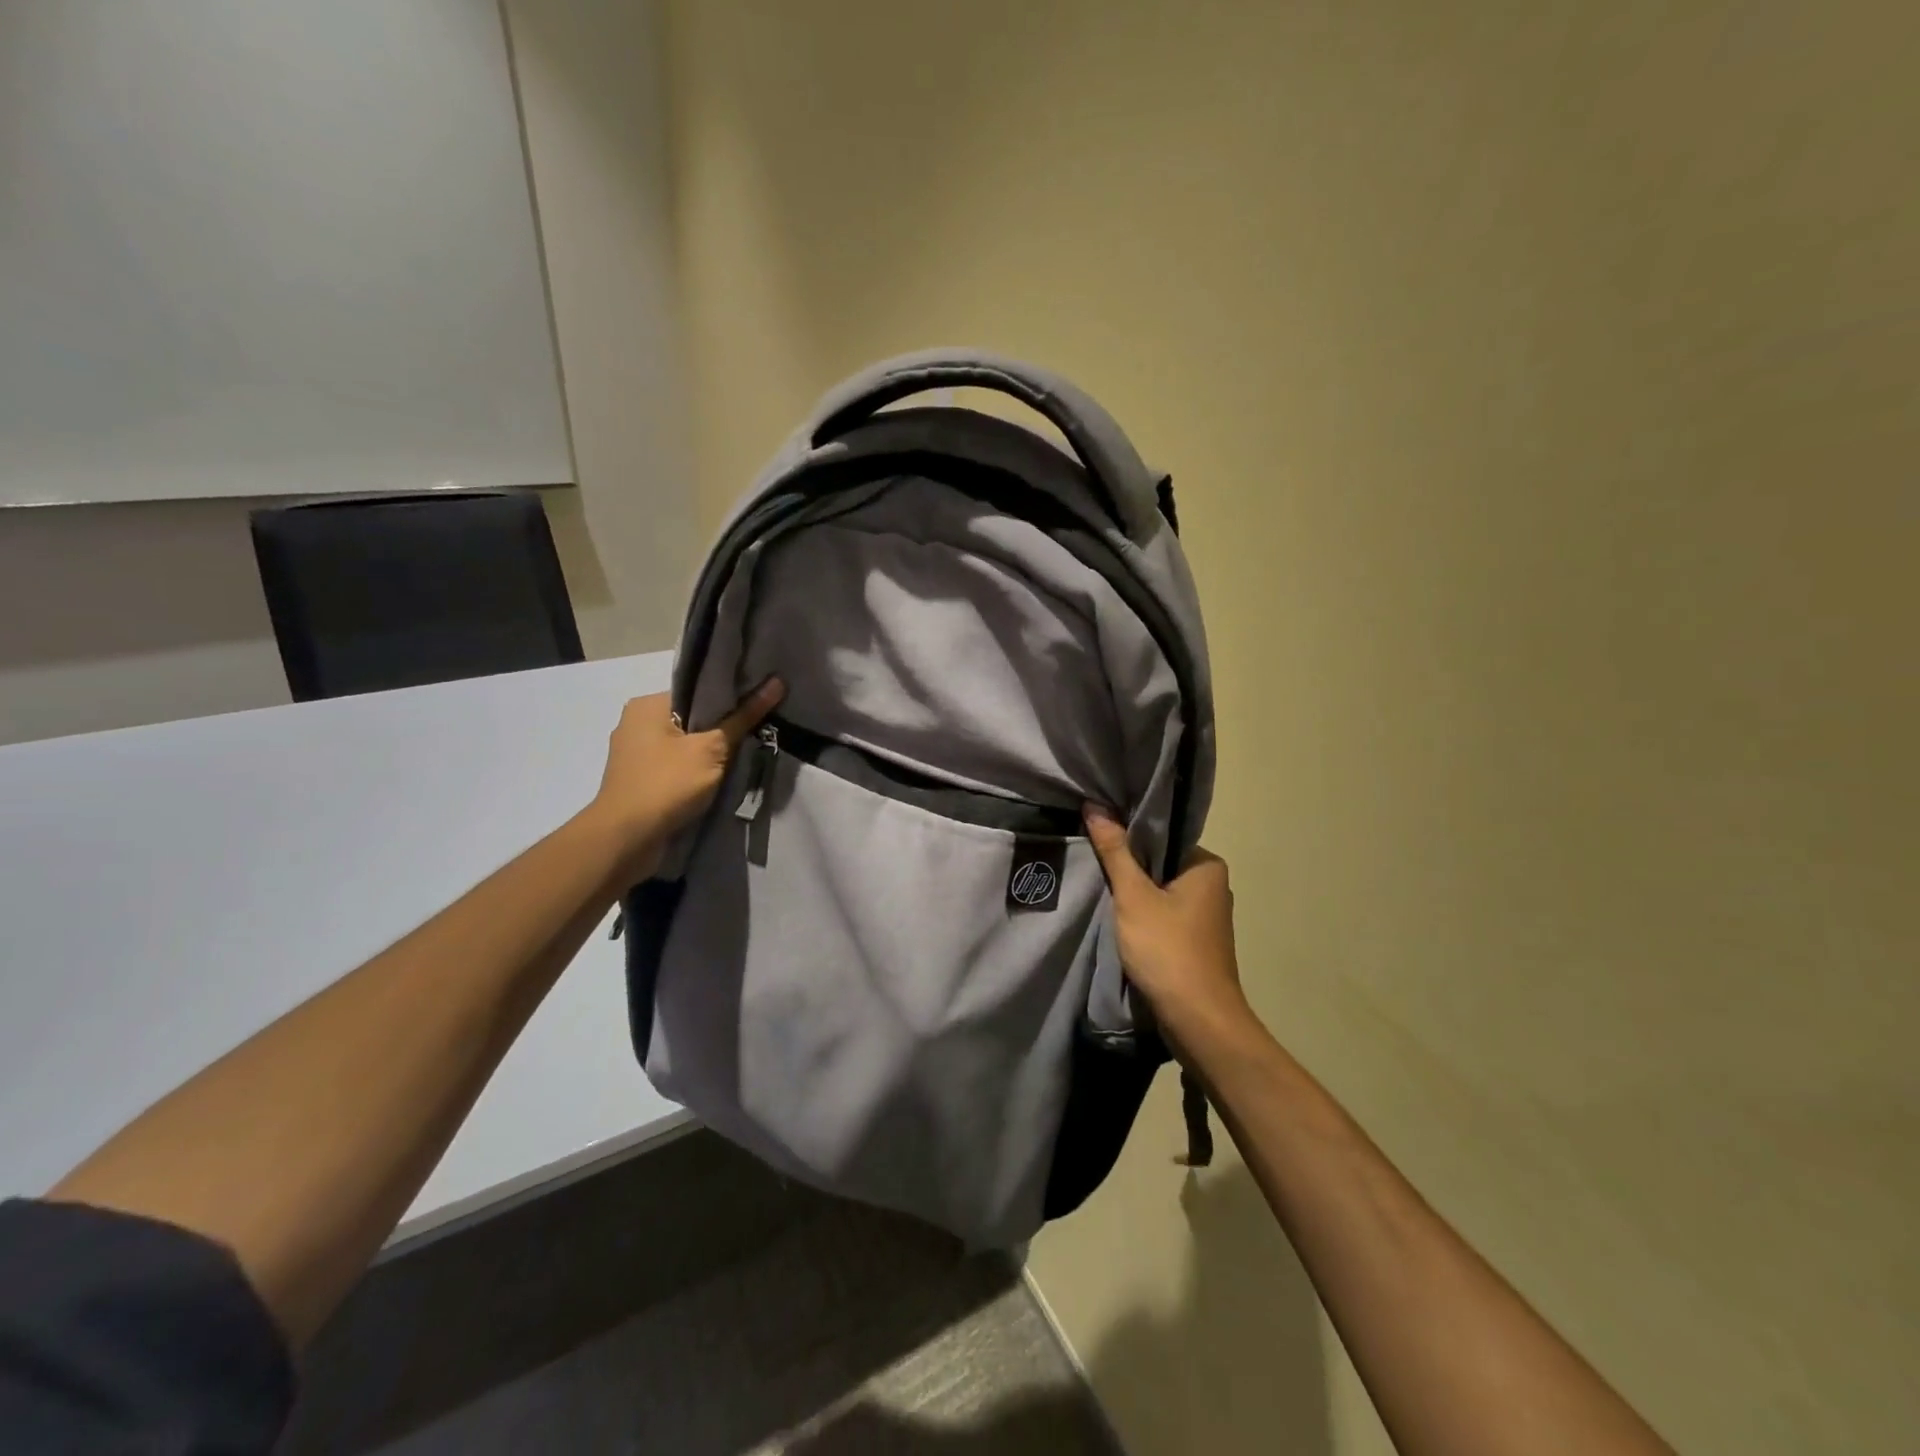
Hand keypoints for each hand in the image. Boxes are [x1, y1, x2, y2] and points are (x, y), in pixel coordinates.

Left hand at [587, 679, 784, 875]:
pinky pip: (676, 766)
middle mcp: (636, 723)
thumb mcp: (712, 749)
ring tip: (744, 754)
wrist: (625, 840)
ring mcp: (635, 754)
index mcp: (647, 705)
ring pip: (685, 744)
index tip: (759, 704)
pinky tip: (718, 778)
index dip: (730, 696)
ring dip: (710, 752)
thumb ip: (743, 718)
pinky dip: (696, 770)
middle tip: (758, 729)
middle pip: (692, 717)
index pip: (697, 691)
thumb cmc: (667, 784)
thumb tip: (776, 683)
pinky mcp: (639, 780)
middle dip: (722, 727)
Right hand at [1084, 806, 1250, 1047]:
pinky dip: (1142, 917)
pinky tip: (1118, 920)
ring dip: (1133, 895)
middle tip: (1091, 862)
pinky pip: (1164, 916)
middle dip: (1128, 867)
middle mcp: (1213, 886)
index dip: (1128, 835)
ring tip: (1099, 888)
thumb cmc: (1167, 949)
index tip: (1096, 836)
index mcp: (1207, 865)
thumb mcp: (1133, 896)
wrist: (1198, 1020)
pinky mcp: (1197, 943)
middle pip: (1160, 864)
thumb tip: (1095, 806)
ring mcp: (1207, 917)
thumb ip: (1115, 851)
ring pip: (1160, 892)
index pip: (1162, 836)